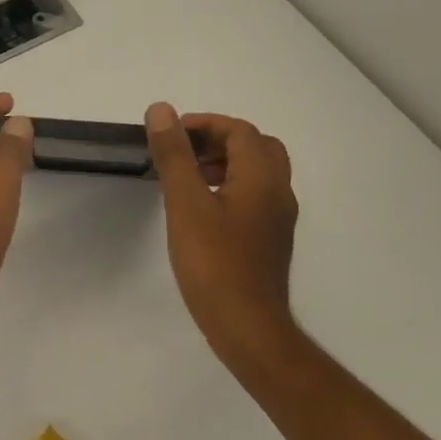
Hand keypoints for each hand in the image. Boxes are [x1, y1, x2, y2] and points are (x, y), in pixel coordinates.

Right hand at [144, 103, 299, 370]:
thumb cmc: (214, 263)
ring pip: (257, 172)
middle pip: (255, 147)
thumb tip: (162, 111)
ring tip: (187, 179)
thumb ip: (174, 155)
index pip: (239, 130)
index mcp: (262, 177)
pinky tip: (201, 210)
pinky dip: (230, 187)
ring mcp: (278, 219)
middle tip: (183, 153)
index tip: (170, 135)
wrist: (248, 329)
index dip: (204, 124)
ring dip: (224, 163)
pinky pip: (254, 196)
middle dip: (218, 141)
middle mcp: (278, 192)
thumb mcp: (185, 203)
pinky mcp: (270, 240)